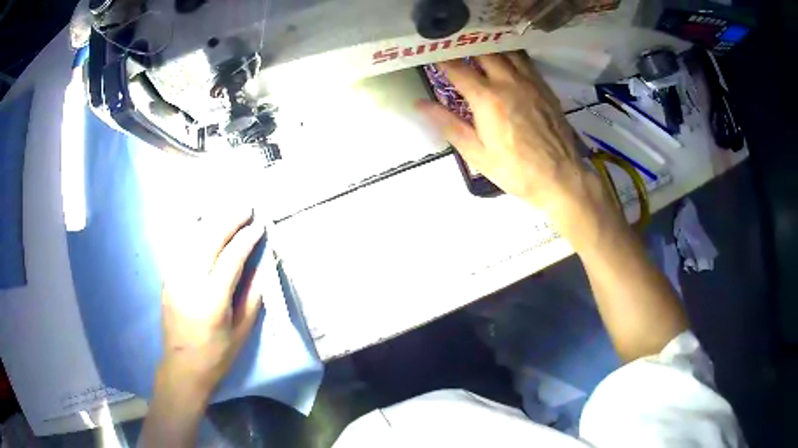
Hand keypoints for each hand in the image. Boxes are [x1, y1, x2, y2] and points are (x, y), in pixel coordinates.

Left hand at [159, 207, 265, 396]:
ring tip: (227, 211)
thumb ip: (252, 297)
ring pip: (192, 238)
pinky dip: (193, 231)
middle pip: (209, 240)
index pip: (231, 258)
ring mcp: (174, 278)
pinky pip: (181, 247)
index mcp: (212, 300)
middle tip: (245, 209)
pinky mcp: (167, 279)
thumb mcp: (242, 332)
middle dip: (229, 221)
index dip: (246, 239)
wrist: (182, 367)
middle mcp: (189, 282)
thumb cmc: (217, 356)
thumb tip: (260, 266)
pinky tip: (203, 222)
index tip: (259, 226)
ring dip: (211, 221)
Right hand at [417, 52, 619, 234]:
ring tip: (479, 50)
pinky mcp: (545, 88)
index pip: (457, 68)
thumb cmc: (515, 171)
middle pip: (483, 52)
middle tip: (455, 50)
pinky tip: (507, 61)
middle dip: (466, 48)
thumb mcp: (476, 153)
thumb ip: (448, 124)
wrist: (561, 178)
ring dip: (490, 49)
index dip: (442, 59)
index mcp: (487, 98)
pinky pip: (526, 62)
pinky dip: (511, 56)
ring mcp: (530, 82)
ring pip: (507, 52)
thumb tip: (420, 104)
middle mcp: (508, 82)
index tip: (432, 54)